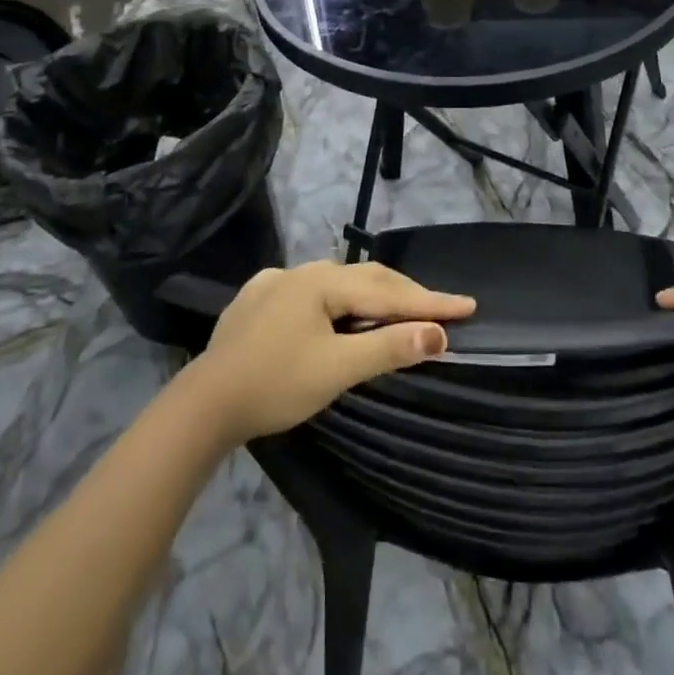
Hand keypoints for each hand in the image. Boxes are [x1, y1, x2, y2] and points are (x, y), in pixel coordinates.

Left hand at [184, 261, 476, 443]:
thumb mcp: (338, 369)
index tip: (468, 306)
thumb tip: (438, 334)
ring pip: (339, 283)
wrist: (204, 404)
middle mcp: (301, 271)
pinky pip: (312, 292)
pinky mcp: (257, 299)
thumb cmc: (276, 385)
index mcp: (323, 282)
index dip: (431, 301)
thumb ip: (389, 347)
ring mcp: (276, 282)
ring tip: (399, 308)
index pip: (390, 290)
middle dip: (406, 293)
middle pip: (366, 278)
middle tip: (441, 308)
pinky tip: (338, 310)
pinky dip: (339, 300)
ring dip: (373, 295)